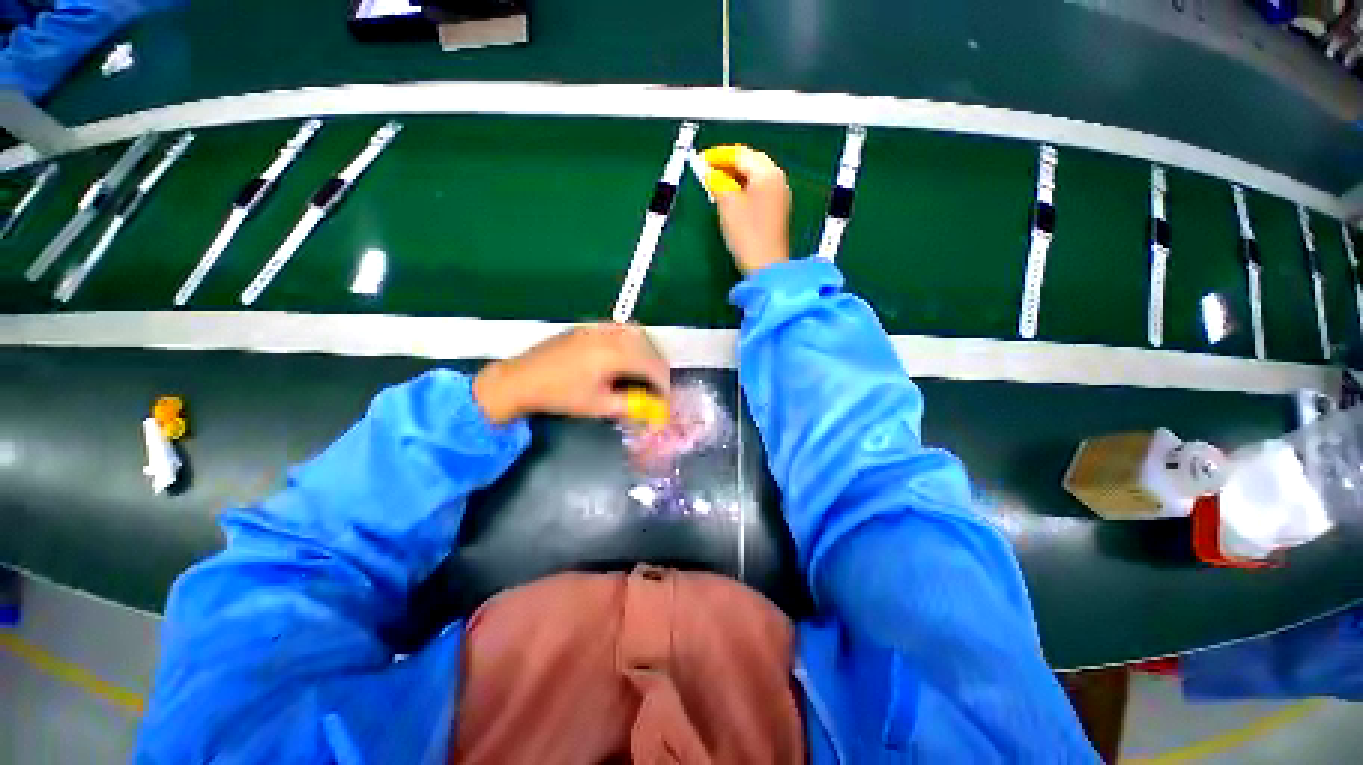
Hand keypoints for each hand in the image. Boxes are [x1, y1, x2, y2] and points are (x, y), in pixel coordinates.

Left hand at [473, 324, 669, 424]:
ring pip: (636, 333)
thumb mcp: (597, 406)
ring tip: (646, 370)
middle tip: (658, 385)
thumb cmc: (559, 395)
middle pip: (648, 345)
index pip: (651, 364)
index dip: (662, 382)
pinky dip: (632, 341)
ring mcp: (597, 327)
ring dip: (647, 351)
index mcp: (613, 353)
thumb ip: (629, 406)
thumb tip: (650, 409)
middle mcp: (609, 334)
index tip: (664, 398)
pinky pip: (620, 329)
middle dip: (658, 365)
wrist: (520, 379)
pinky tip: (627, 356)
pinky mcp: (588, 326)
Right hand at [704, 145, 791, 274]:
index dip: (719, 156)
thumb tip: (709, 172)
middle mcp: (777, 180)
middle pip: (751, 163)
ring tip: (715, 185)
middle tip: (707, 171)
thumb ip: (717, 182)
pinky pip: (757, 192)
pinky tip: (730, 199)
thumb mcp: (727, 203)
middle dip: (728, 165)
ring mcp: (779, 197)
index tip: (700, 161)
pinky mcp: (776, 213)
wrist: (766, 266)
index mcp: (767, 173)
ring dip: (735, 178)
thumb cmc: (747, 233)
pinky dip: (743, 190)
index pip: (741, 154)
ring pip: (754, 178)